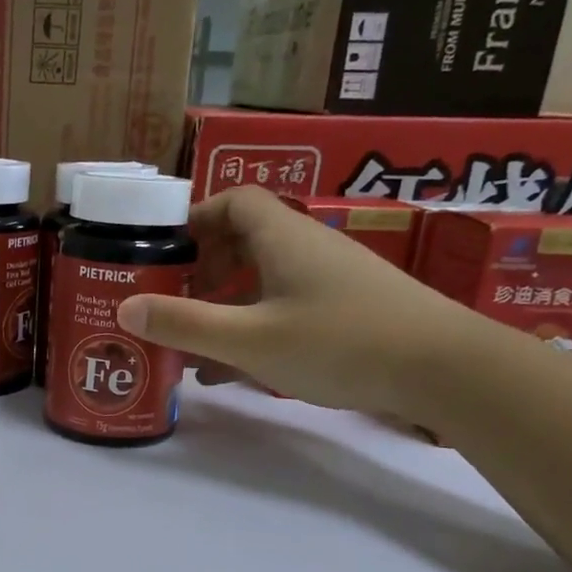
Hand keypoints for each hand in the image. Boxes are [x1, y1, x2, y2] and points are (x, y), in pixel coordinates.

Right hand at [114, 186, 485, 414]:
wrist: (446, 368)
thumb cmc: (340, 341)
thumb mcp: (250, 339)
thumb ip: (185, 324)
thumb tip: (124, 307)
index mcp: (282, 237)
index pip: (232, 201)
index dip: (195, 220)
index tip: (165, 252)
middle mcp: (307, 248)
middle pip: (245, 240)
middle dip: (203, 270)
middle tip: (174, 303)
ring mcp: (332, 279)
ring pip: (264, 280)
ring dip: (226, 306)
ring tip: (194, 346)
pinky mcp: (349, 309)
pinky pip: (286, 307)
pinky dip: (255, 327)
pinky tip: (237, 370)